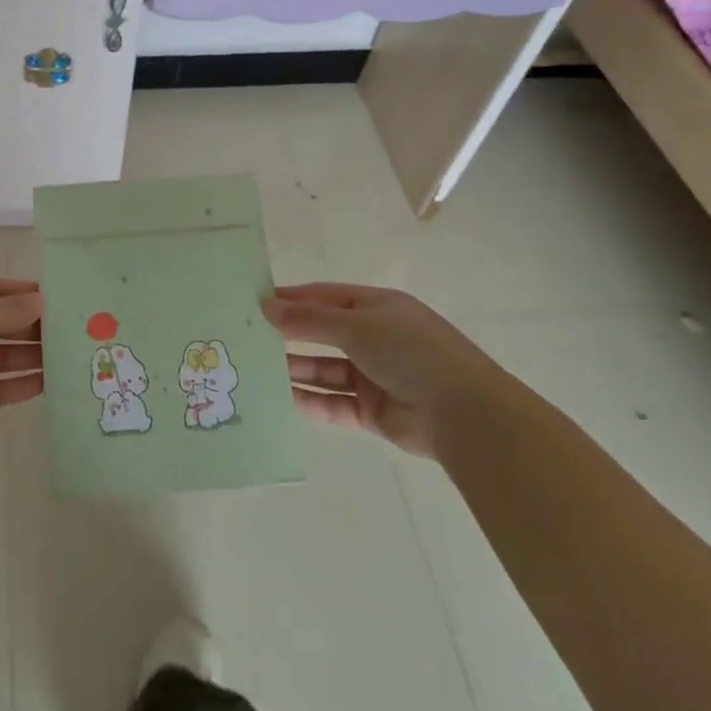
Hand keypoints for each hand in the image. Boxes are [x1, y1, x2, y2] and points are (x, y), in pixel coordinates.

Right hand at [263, 284, 509, 458]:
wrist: (463, 413)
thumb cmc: (409, 352)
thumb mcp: (355, 325)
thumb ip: (307, 319)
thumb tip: (265, 306)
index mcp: (377, 308)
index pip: (324, 297)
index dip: (291, 299)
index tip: (254, 302)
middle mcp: (374, 338)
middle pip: (322, 334)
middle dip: (288, 335)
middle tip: (247, 337)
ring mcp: (374, 376)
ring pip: (324, 370)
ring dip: (295, 369)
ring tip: (256, 368)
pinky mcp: (373, 411)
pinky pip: (334, 403)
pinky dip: (310, 401)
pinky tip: (281, 398)